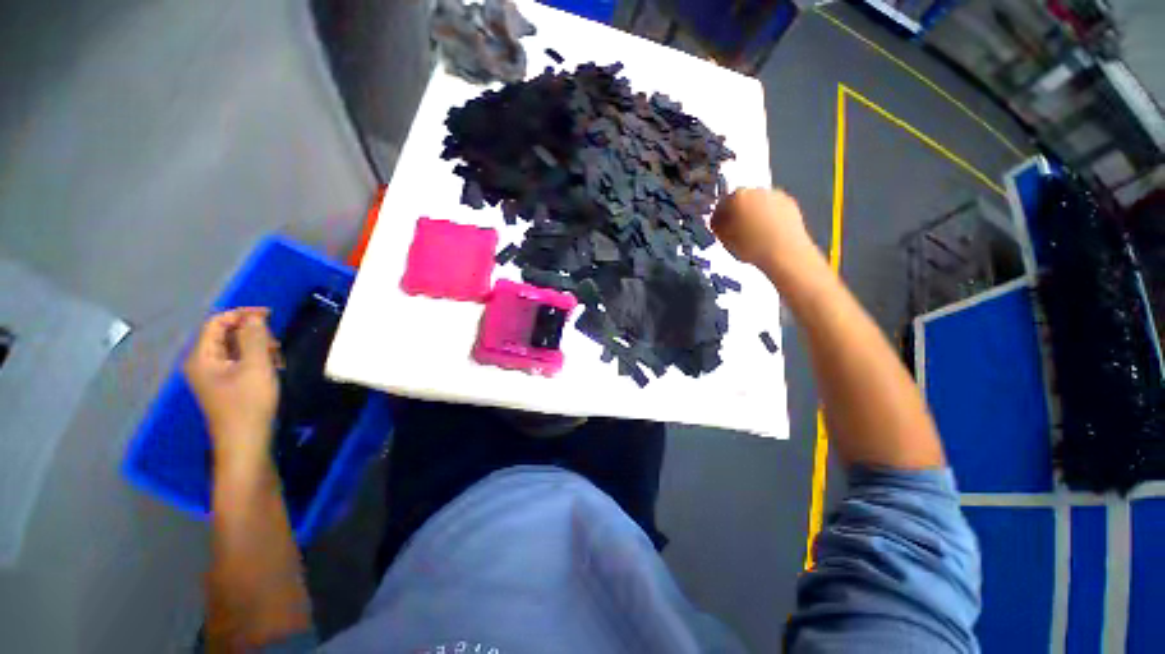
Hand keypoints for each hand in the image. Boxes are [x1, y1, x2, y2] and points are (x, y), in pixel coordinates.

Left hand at [185, 308, 279, 466]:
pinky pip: (239, 362)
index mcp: (202, 356)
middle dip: (254, 334)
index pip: (217, 323)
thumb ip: (254, 337)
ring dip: (258, 348)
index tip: (271, 314)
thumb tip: (255, 316)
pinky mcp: (225, 386)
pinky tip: (272, 370)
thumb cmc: (249, 403)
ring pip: (235, 349)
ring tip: (277, 360)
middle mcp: (202, 363)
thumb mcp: (256, 366)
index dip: (242, 314)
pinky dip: (256, 360)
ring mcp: (213, 376)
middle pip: (226, 334)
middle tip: (277, 345)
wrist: (246, 442)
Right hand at [710, 188, 821, 277]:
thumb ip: (718, 225)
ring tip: (755, 233)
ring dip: (755, 214)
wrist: (784, 252)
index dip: (720, 217)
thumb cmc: (749, 246)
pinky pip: (774, 208)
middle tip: (738, 230)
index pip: (722, 204)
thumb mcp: (724, 239)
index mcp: (736, 197)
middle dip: (739, 212)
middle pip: (742, 200)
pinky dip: (770, 217)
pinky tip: (769, 233)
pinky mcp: (791, 204)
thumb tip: (718, 221)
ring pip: (759, 203)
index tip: (721, 228)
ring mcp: (775, 195)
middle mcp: (756, 190)